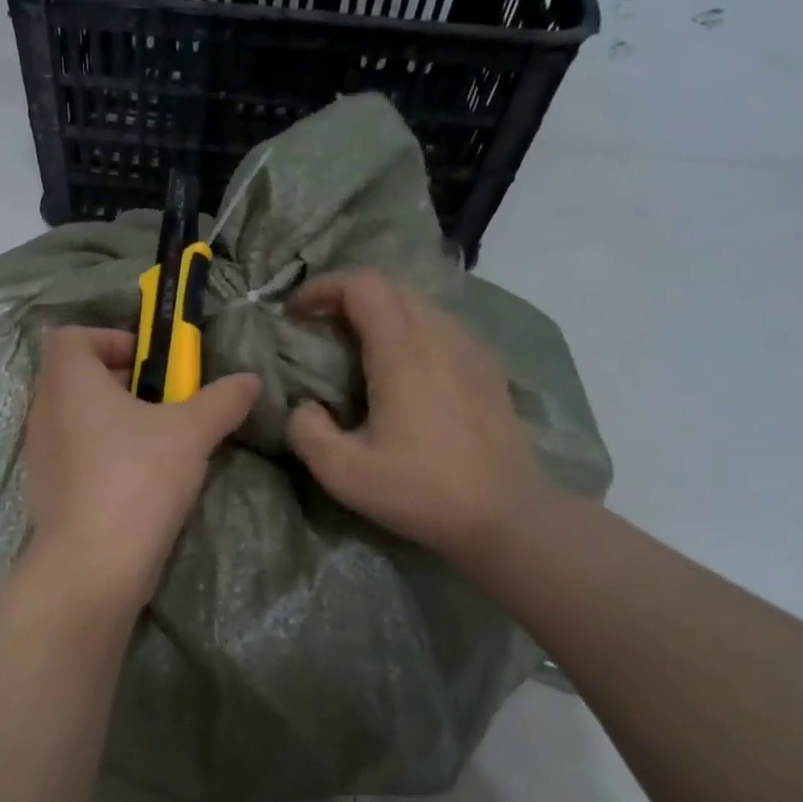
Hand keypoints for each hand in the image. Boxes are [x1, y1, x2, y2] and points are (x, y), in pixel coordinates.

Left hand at [24, 326, 260, 609]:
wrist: (93, 564)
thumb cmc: (137, 478)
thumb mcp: (190, 433)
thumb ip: (222, 401)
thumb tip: (251, 380)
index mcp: (69, 382)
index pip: (72, 336)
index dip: (110, 339)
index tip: (150, 362)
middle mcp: (45, 411)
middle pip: (77, 377)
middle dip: (124, 381)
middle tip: (166, 401)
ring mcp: (41, 454)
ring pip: (78, 418)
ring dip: (116, 420)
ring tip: (160, 441)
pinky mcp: (47, 491)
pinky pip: (75, 455)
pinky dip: (103, 454)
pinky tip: (141, 480)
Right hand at [285, 270, 549, 566]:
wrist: (505, 516)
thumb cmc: (421, 491)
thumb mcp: (343, 473)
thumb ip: (306, 431)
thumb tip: (305, 406)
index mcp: (403, 353)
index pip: (363, 286)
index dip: (323, 288)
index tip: (297, 314)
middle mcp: (440, 337)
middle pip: (391, 287)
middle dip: (348, 296)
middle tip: (320, 327)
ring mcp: (471, 350)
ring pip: (420, 305)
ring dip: (382, 312)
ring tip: (358, 346)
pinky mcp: (489, 369)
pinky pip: (443, 328)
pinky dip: (412, 330)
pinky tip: (404, 369)